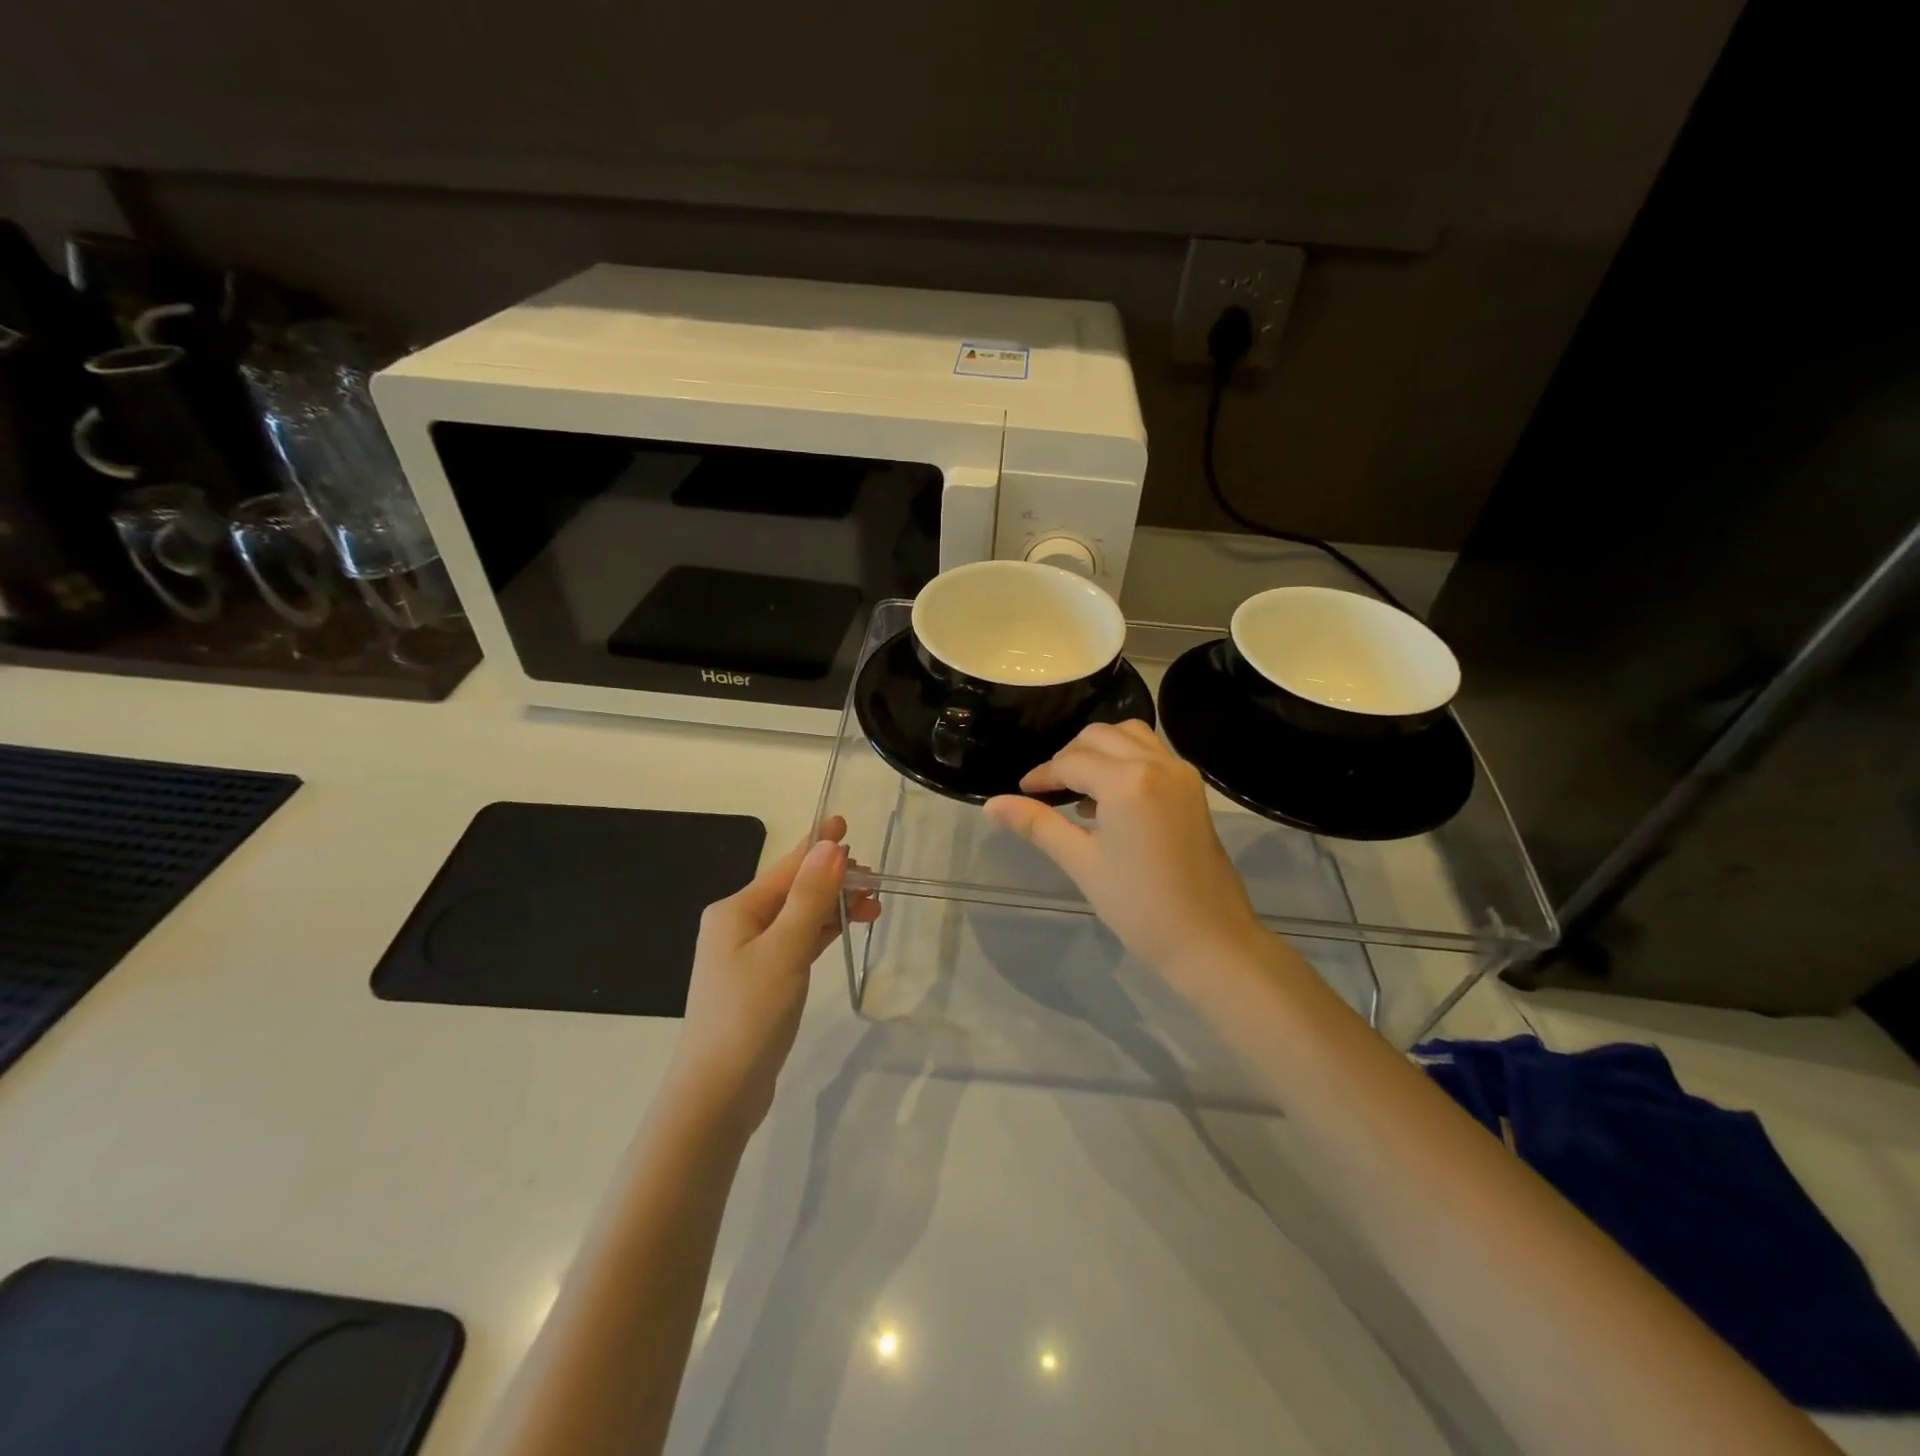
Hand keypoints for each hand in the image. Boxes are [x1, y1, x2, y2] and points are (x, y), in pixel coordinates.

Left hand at [669, 815, 878, 1135]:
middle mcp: (738, 925)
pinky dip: (822, 933)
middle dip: (834, 881)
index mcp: (736, 910)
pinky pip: (796, 942)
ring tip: (873, 906)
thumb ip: (810, 897)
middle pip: (794, 890)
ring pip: (799, 917)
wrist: (717, 1094)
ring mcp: (748, 955)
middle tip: (876, 883)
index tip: (845, 822)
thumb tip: (830, 846)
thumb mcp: (784, 950)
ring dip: (833, 908)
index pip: (788, 867)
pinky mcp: (761, 981)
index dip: (819, 845)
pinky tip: (844, 929)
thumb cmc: (749, 1015)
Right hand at [983, 722, 1269, 989]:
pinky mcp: (1192, 788)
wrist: (1210, 939)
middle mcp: (1157, 763)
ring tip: (1079, 790)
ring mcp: (1180, 773)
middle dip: (1069, 757)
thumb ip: (1037, 824)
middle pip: (1100, 737)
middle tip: (1047, 791)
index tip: (1021, 792)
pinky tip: (1110, 800)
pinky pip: (1151, 754)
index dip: (1042, 775)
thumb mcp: (1082, 862)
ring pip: (1129, 737)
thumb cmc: (1139, 906)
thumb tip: (991, 805)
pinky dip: (1125, 761)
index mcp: (1128, 781)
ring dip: (1099, 752)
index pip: (1071, 762)